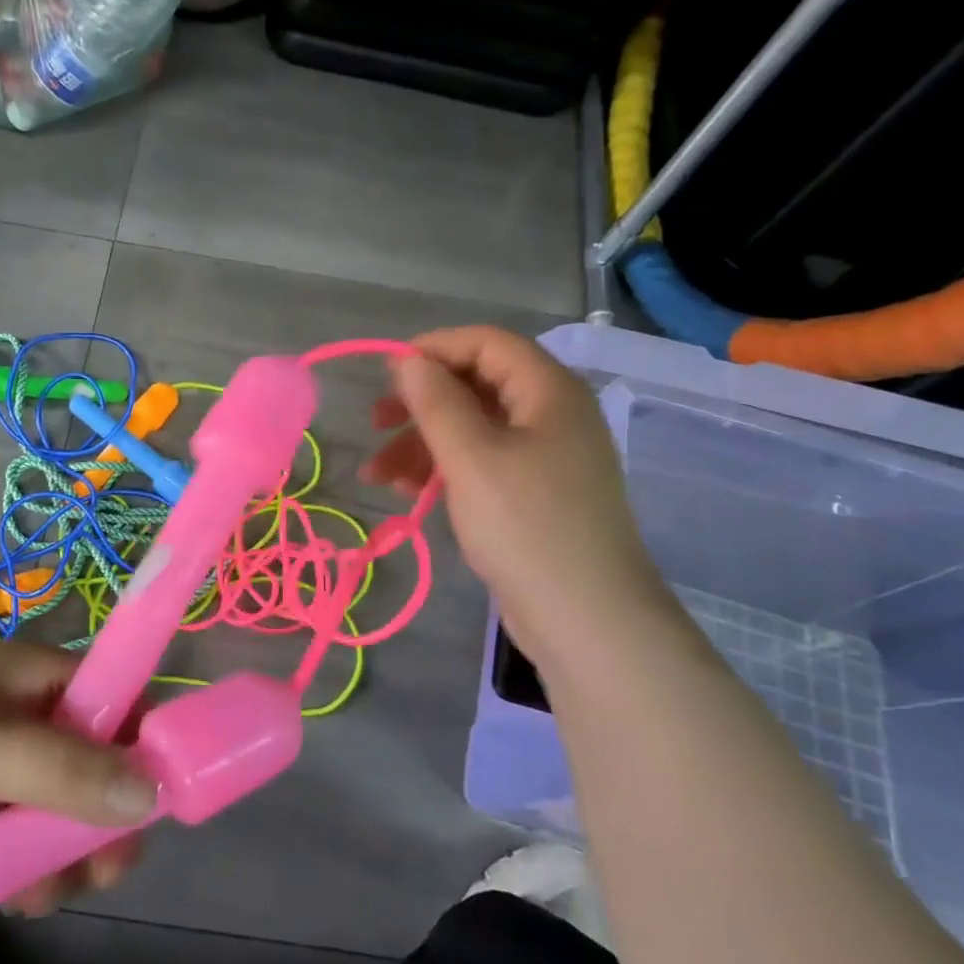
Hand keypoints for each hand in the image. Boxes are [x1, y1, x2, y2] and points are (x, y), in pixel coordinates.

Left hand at [0, 644, 153, 920]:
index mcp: (33, 675)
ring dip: (67, 852)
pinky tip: (20, 897)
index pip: (113, 696)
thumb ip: (68, 770)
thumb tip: (154, 792)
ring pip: (63, 810)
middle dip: (103, 815)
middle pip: (95, 761)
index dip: (139, 739)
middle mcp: (25, 716)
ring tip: (47, 891)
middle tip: (104, 868)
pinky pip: (25, 841)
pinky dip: (31, 869)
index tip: (151, 797)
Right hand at [362, 326, 674, 662]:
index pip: (488, 343)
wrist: (587, 620)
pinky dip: (443, 470)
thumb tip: (407, 360)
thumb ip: (436, 402)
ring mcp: (544, 458)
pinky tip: (406, 492)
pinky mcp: (533, 495)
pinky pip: (482, 464)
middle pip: (476, 386)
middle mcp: (551, 416)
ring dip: (422, 444)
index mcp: (549, 392)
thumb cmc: (527, 526)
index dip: (435, 348)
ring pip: (473, 430)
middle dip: (421, 402)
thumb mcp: (471, 458)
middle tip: (376, 422)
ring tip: (376, 475)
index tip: (387, 372)